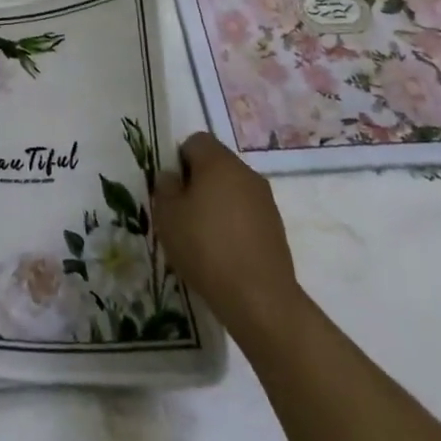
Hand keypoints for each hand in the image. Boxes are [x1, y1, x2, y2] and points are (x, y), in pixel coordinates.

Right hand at [151, 132, 304, 335]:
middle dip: (198, 181)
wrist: (260, 299)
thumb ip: (165, 188)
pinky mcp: (276, 227)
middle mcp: (246, 173)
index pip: (196, 141)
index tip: (172, 188)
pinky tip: (224, 251)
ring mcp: (265, 200)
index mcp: (219, 162)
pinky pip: (247, 212)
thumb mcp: (168, 216)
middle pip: (216, 164)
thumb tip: (171, 177)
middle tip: (183, 212)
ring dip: (217, 203)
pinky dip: (234, 223)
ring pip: (233, 189)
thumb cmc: (206, 247)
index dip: (179, 159)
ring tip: (202, 236)